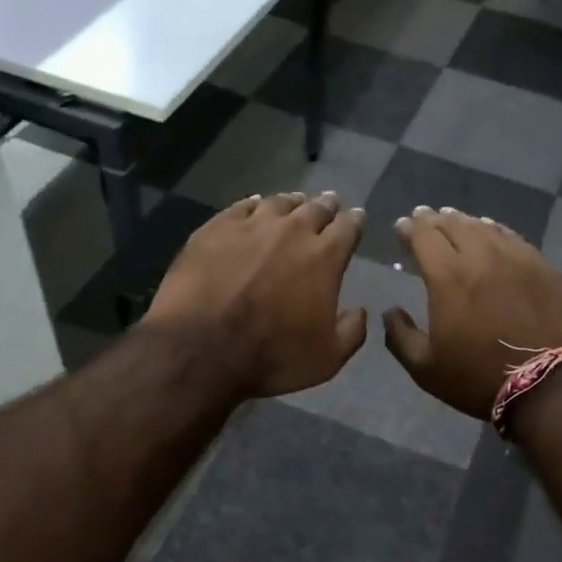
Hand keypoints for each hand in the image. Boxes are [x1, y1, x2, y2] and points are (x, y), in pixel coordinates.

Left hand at [146, 191, 366, 398]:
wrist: (201, 348)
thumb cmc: (271, 356)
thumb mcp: (327, 358)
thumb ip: (351, 331)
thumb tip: (361, 311)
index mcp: (324, 257)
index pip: (348, 227)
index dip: (355, 221)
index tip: (357, 218)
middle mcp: (292, 231)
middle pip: (315, 208)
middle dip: (326, 206)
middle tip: (330, 203)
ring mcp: (251, 225)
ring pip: (279, 203)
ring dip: (292, 203)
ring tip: (295, 203)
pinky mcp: (216, 228)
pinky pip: (241, 206)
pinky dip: (254, 204)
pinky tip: (254, 205)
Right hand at [383, 206, 561, 419]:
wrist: (551, 386)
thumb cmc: (479, 378)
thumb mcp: (426, 369)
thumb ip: (400, 337)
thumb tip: (390, 312)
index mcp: (448, 277)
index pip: (424, 236)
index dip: (409, 228)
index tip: (402, 226)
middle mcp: (483, 257)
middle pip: (455, 225)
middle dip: (435, 219)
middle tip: (425, 217)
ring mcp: (519, 259)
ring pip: (487, 228)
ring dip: (466, 222)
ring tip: (456, 220)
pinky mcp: (546, 269)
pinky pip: (516, 240)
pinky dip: (497, 232)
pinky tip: (495, 233)